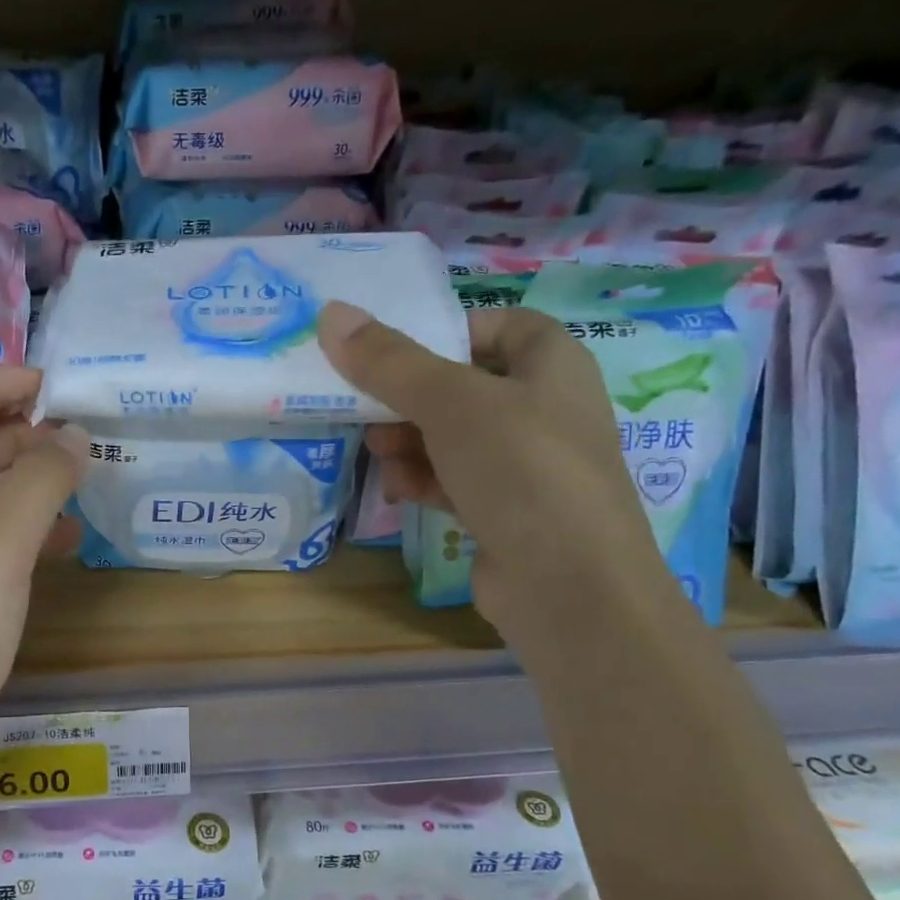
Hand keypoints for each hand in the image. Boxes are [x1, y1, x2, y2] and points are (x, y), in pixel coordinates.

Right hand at [318, 300, 673, 629]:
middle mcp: (546, 408)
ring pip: (453, 437)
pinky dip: (427, 480)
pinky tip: (402, 493)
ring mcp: (528, 464)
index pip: (497, 326)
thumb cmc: (519, 469)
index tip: (393, 355)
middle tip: (368, 413)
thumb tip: (331, 313)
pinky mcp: (508, 510)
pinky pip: (457, 480)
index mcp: (553, 363)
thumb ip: (389, 361)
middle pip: (462, 385)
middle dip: (409, 400)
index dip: (444, 333)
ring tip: (382, 458)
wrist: (567, 585)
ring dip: (410, 444)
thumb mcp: (450, 403)